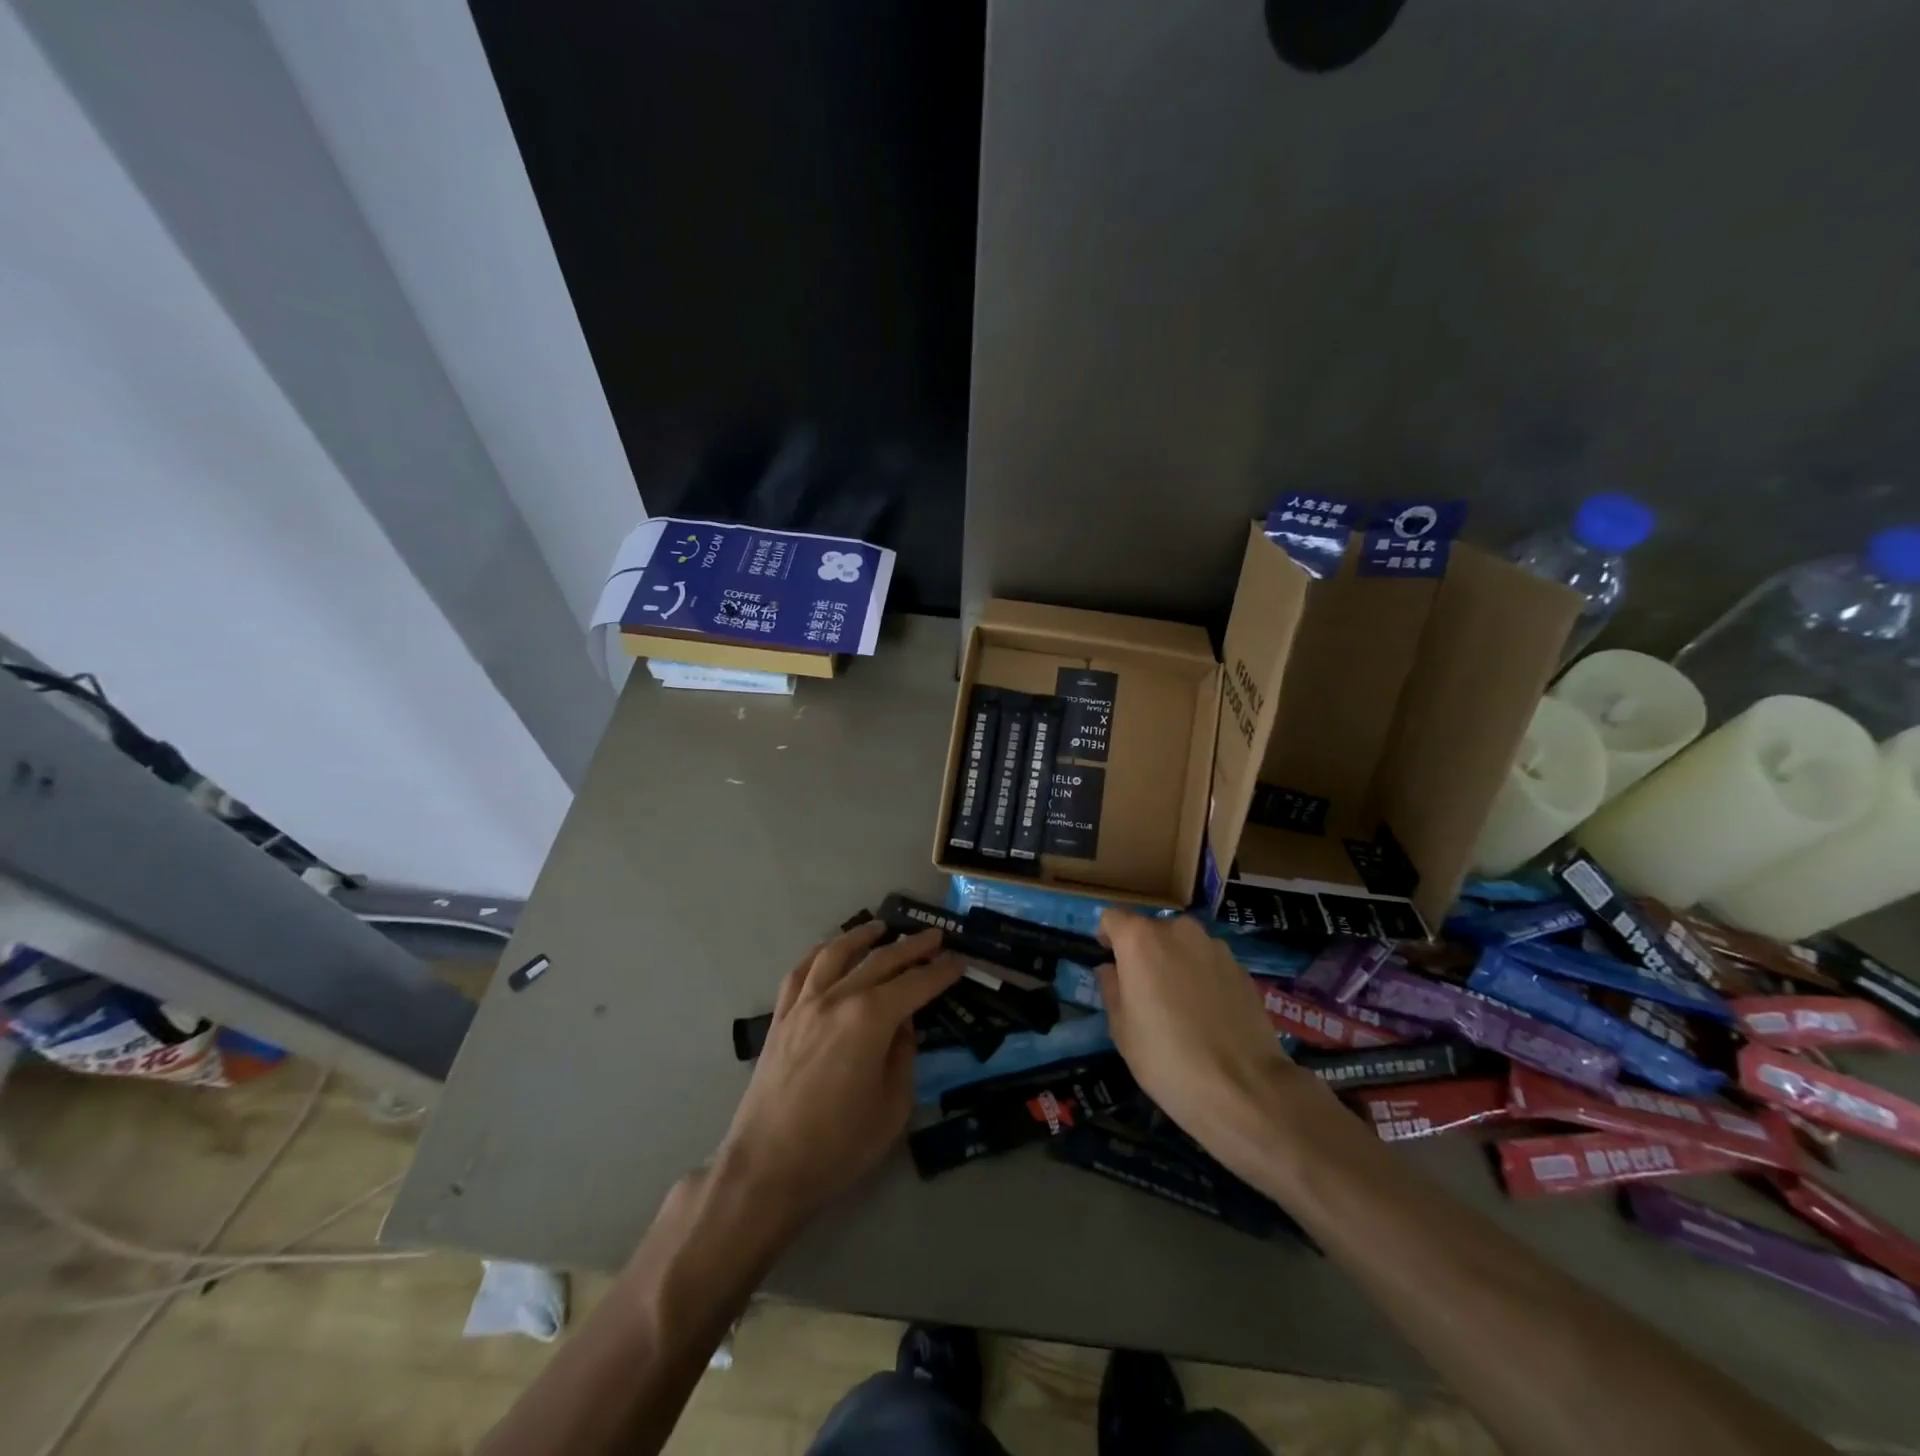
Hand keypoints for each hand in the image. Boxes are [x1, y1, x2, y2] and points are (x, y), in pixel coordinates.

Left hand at [714, 921, 961, 1232]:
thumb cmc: (838, 1146)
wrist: (766, 1169)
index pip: (915, 985)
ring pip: (836, 954)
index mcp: (870, 1019)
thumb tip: (902, 1025)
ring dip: (862, 936)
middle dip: (912, 947)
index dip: (941, 972)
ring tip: (881, 926)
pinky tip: (829, 949)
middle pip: (880, 961)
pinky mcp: (781, 1018)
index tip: (959, 960)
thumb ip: (903, 1056)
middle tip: (935, 936)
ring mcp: (804, 1005)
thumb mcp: (892, 1106)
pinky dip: (818, 953)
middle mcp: (837, 999)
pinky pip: (800, 972)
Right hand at [1095, 910, 1318, 1174]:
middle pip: (1151, 930)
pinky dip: (1203, 978)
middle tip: (1145, 991)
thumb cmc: (1166, 1058)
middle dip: (1144, 952)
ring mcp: (1215, 947)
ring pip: (1184, 946)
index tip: (1109, 960)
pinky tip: (1208, 1015)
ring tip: (1180, 1005)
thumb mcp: (1121, 1029)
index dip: (1107, 936)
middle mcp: (1178, 931)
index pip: (1113, 917)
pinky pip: (1210, 964)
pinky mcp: (1242, 969)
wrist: (1243, 1089)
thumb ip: (1112, 989)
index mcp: (1140, 939)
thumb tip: (1111, 970)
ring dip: (1176, 963)